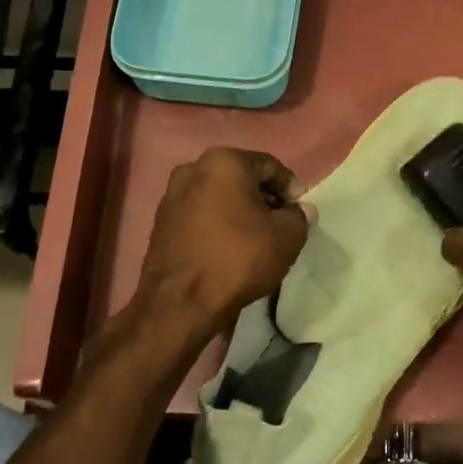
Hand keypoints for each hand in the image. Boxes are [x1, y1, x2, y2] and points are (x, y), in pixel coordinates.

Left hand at [136, 148, 311, 337]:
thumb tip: (298, 210)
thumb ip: (299, 216)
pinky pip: (201, 216)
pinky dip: (218, 225)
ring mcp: (171, 196)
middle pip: (241, 179)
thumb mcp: (287, 236)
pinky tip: (230, 249)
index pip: (270, 166)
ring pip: (219, 197)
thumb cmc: (239, 258)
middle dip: (264, 199)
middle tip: (282, 224)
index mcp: (224, 162)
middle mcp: (192, 169)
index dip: (291, 188)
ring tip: (256, 239)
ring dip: (240, 212)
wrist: (182, 301)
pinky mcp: (161, 223)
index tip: (301, 212)